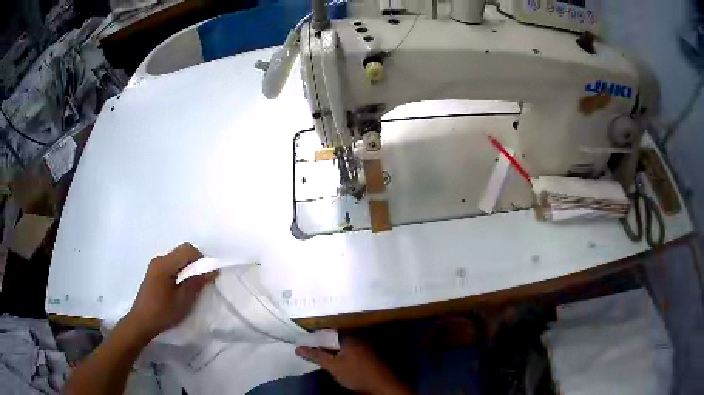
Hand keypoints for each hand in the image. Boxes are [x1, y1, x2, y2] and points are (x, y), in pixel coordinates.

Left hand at [125, 243, 217, 340]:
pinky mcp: (154, 272)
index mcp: (165, 264)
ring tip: (192, 286)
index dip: (201, 259)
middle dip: (195, 263)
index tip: (207, 275)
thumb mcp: (184, 299)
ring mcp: (155, 265)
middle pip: (182, 251)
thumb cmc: (163, 312)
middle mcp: (159, 259)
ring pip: (177, 258)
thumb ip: (197, 282)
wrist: (142, 321)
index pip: (187, 250)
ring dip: (188, 268)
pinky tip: (181, 287)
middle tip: (202, 281)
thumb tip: (213, 269)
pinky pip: (171, 264)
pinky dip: (180, 271)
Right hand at [296, 339, 410, 394]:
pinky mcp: (365, 356)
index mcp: (348, 336)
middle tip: (306, 349)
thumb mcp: (333, 366)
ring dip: (328, 350)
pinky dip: (337, 354)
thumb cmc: (356, 373)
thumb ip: (316, 355)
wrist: (381, 385)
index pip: (326, 331)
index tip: (300, 342)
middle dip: (320, 344)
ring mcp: (362, 346)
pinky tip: (331, 361)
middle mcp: (356, 337)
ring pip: (340, 345)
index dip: (313, 337)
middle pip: (333, 338)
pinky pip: (347, 351)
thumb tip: (298, 348)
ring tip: (315, 355)